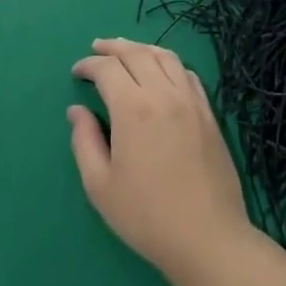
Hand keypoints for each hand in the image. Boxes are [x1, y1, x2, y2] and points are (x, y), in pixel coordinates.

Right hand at [68, 39, 253, 282]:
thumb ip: (84, 141)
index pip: (107, 70)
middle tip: (97, 48)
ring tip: (126, 51)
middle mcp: (164, 94)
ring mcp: (191, 101)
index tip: (77, 73)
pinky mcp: (209, 113)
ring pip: (165, 57)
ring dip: (142, 48)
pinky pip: (187, 74)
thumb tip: (77, 111)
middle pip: (137, 54)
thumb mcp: (100, 185)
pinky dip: (169, 63)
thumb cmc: (146, 216)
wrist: (207, 237)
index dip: (89, 65)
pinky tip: (161, 71)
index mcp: (133, 108)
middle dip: (113, 48)